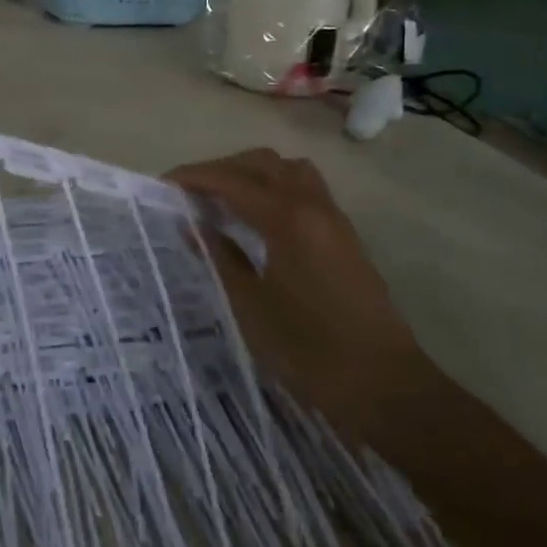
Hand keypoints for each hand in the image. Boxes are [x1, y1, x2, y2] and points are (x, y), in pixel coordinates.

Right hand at [168, 148, 427, 438]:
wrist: (382, 383)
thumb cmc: (308, 350)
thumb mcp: (250, 306)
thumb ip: (221, 258)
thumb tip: (195, 226)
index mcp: (287, 219)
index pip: (232, 181)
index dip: (195, 178)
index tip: (164, 184)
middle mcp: (313, 205)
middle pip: (263, 163)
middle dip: (222, 169)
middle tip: (191, 191)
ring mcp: (334, 218)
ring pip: (289, 170)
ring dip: (253, 173)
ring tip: (224, 198)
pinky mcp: (344, 235)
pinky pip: (306, 189)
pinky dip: (276, 187)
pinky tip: (257, 218)